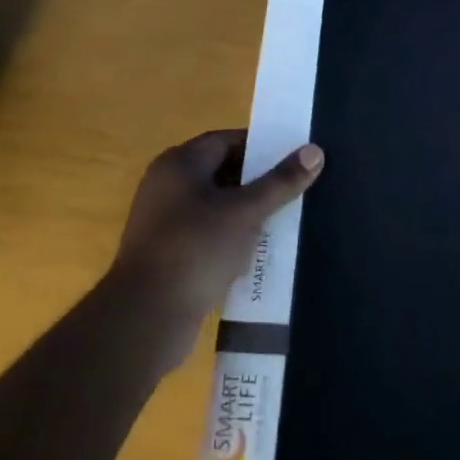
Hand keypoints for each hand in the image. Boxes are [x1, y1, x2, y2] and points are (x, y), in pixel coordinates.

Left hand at [109, 129, 323, 344]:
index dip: (261, 147)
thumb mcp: (245, 212)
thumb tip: (315, 150)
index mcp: (179, 164)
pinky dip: (231, 241)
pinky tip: (258, 254)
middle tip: (295, 189)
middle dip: (258, 183)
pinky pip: (208, 237)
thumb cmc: (195, 249)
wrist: (145, 320)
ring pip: (217, 208)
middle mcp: (167, 186)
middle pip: (222, 173)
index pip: (226, 140)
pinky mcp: (169, 256)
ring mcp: (164, 223)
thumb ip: (280, 182)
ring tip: (285, 221)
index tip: (293, 158)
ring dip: (247, 215)